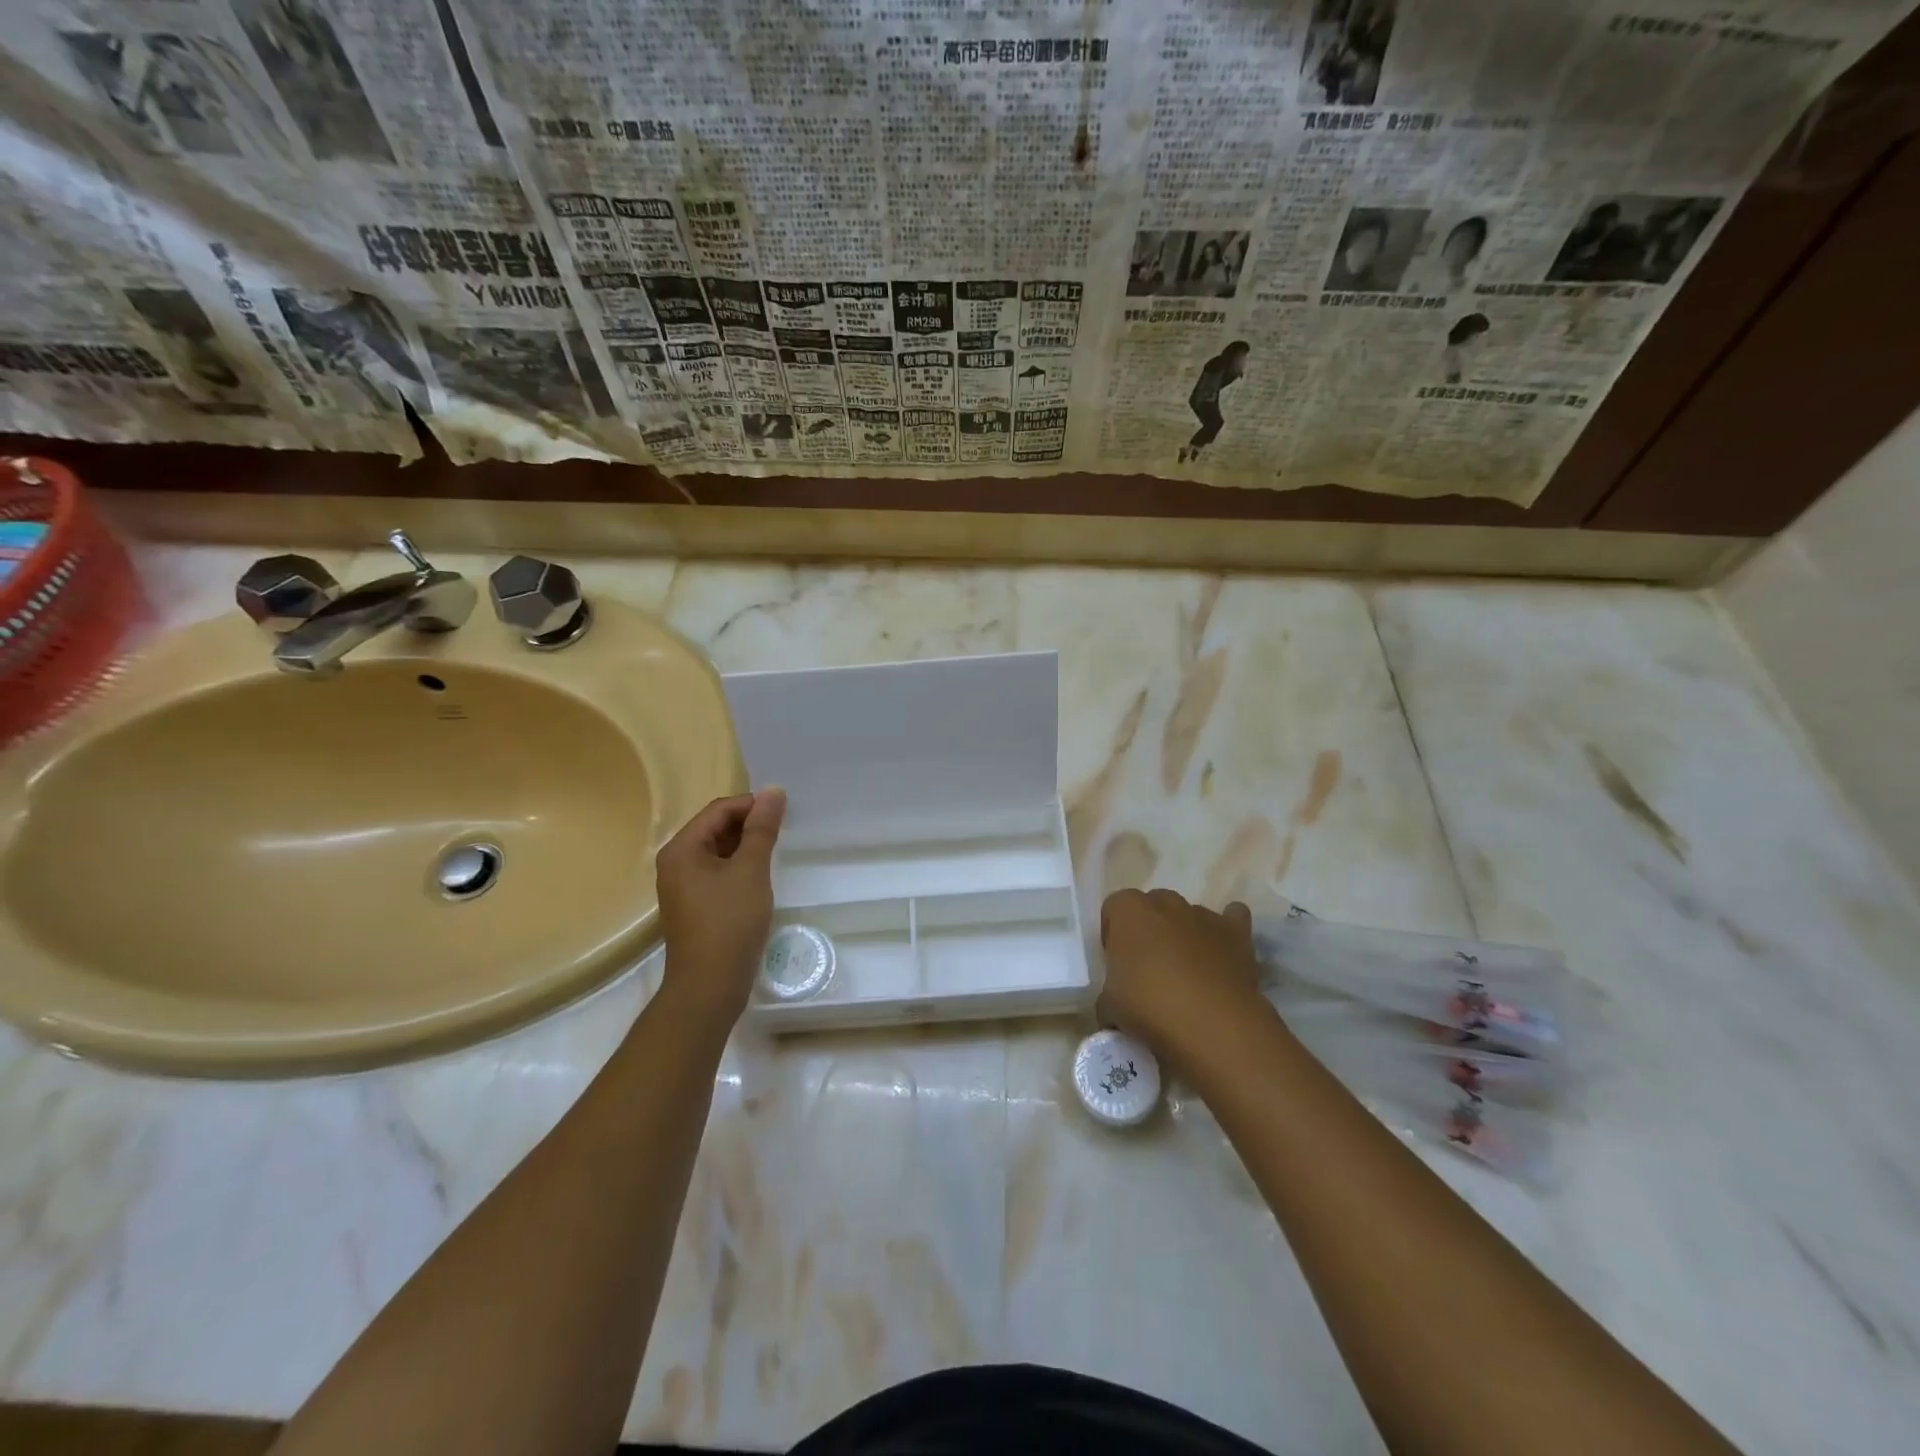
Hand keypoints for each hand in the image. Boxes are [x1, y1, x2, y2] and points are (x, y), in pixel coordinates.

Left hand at [655, 788, 785, 1026]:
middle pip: (715, 828)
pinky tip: (760, 877)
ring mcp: (683, 886)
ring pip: (718, 852)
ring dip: (746, 847)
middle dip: (749, 825)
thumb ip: (762, 828)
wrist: (709, 985)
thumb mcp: (751, 869)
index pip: (719, 810)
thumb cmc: (729, 921)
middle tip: (784, 829)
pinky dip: (739, 867)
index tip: (784, 811)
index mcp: (682, 848)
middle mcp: (676, 863)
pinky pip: (717, 873)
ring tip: (776, 851)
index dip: (752, 805)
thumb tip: (773, 790)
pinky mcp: (695, 906)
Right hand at [1099, 889, 1264, 1066]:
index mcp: (1129, 910)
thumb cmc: (1149, 1006)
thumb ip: (1109, 991)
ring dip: (1184, 935)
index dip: (1113, 934)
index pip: (1113, 908)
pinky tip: (1222, 954)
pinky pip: (1232, 918)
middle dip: (1150, 931)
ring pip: (1188, 915)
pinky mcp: (1236, 932)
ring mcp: (1203, 914)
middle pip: (1152, 907)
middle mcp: (1165, 902)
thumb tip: (1115, 1003)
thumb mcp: (1108, 1004)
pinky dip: (1225, 932)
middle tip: (1149, 969)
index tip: (1117, 964)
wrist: (1211, 1023)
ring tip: (1186, 974)